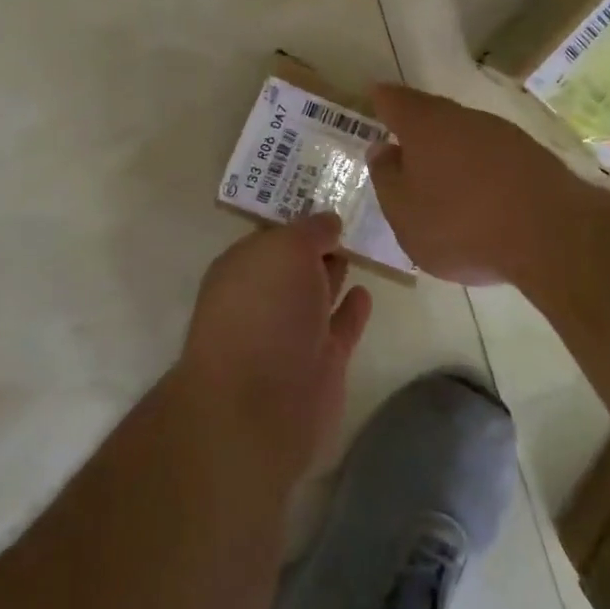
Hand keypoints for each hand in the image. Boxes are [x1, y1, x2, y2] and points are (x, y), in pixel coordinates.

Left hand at [178, 213, 372, 482]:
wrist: (261, 406)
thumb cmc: (264, 312)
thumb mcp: (285, 249)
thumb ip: (309, 231)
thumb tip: (329, 222)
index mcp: (242, 267)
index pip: (273, 235)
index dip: (299, 220)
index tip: (329, 201)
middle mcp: (262, 298)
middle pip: (294, 264)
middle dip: (315, 246)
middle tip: (352, 219)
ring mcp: (290, 334)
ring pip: (316, 294)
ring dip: (333, 274)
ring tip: (361, 248)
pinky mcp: (319, 365)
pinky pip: (340, 328)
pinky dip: (352, 311)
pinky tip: (367, 293)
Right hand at [367, 84, 594, 286]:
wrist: (552, 235)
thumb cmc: (461, 224)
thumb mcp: (404, 213)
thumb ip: (387, 178)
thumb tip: (382, 150)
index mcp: (424, 125)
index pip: (394, 100)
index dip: (381, 100)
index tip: (374, 99)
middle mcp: (463, 118)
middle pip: (432, 114)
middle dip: (417, 128)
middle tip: (403, 147)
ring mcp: (503, 134)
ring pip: (465, 134)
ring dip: (451, 150)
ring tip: (442, 179)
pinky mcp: (534, 156)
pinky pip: (493, 156)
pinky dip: (480, 169)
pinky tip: (480, 195)